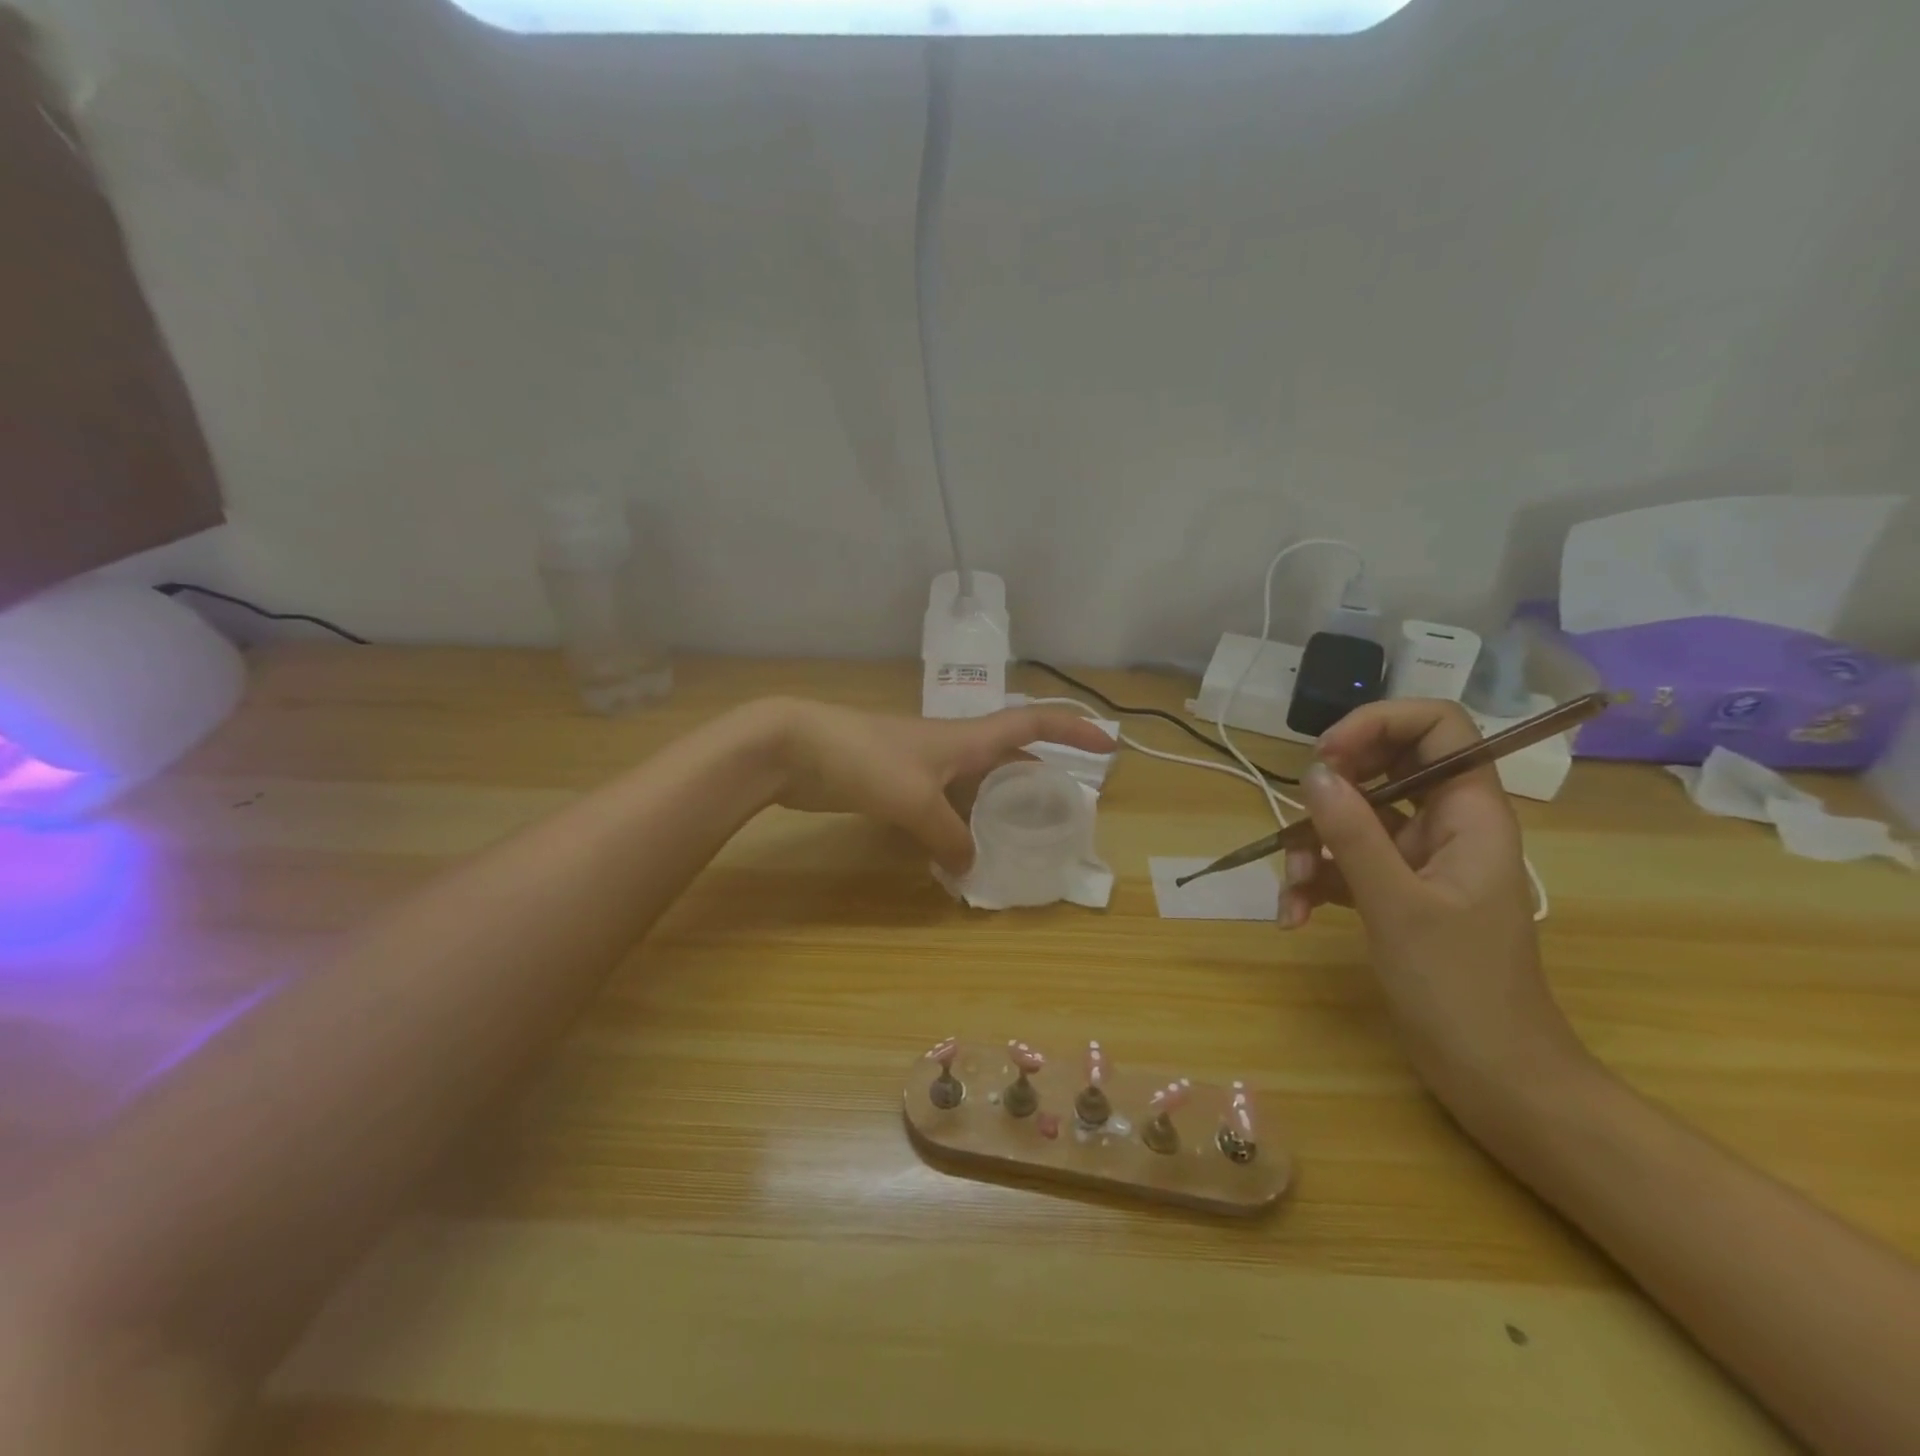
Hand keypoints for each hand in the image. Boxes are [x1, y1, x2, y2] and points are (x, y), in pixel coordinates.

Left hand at [768, 699, 1115, 874]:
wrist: (795, 746)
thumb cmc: (864, 758)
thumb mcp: (916, 801)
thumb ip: (949, 835)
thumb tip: (971, 866)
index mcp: (967, 738)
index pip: (1033, 722)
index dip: (1074, 729)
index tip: (1109, 744)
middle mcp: (952, 747)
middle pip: (1008, 754)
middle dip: (1040, 773)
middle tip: (1062, 806)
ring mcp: (922, 764)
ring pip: (975, 782)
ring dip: (999, 802)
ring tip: (1020, 833)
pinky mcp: (896, 784)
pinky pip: (944, 802)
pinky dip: (960, 821)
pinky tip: (960, 847)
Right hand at [1281, 700, 1586, 1112]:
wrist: (1495, 1077)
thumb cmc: (1461, 988)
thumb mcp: (1398, 905)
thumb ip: (1353, 834)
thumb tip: (1312, 773)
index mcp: (1471, 814)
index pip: (1437, 727)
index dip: (1379, 724)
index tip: (1327, 756)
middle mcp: (1446, 825)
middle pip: (1385, 767)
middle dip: (1332, 790)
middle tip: (1297, 812)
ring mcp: (1419, 861)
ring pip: (1356, 819)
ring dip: (1313, 848)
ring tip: (1292, 891)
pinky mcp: (1397, 893)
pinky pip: (1347, 864)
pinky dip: (1317, 883)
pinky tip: (1296, 917)